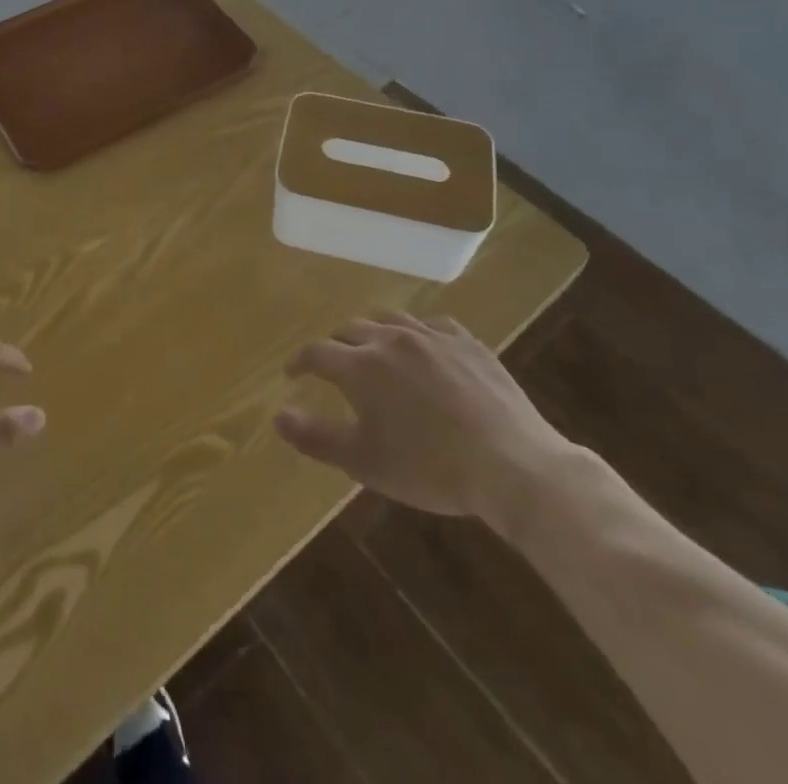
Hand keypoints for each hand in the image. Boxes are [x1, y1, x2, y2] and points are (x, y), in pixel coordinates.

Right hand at [274, 313, 572, 532]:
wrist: (511, 464)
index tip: (292, 374)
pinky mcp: (468, 342)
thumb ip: (315, 436)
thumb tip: (277, 416)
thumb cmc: (429, 468)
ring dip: (373, 332)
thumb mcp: (363, 461)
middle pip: (351, 330)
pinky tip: (422, 347)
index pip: (317, 352)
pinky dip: (416, 332)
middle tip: (332, 366)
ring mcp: (432, 336)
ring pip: (390, 320)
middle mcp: (391, 339)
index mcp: (361, 366)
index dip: (300, 362)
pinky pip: (432, 324)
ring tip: (373, 349)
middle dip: (335, 345)